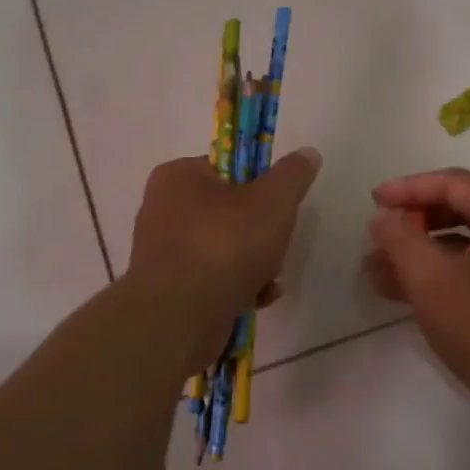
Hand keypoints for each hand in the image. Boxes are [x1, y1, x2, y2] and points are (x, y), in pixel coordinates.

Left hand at [125, 149, 322, 368]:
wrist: (181, 316)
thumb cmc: (225, 246)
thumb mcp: (272, 202)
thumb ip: (292, 175)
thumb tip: (308, 153)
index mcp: (177, 177)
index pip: (226, 168)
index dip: (259, 185)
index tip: (279, 206)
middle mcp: (162, 210)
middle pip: (229, 212)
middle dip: (261, 233)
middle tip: (275, 246)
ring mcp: (163, 253)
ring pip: (223, 249)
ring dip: (254, 264)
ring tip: (268, 279)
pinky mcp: (168, 290)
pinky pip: (212, 280)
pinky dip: (237, 287)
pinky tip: (257, 299)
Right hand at [364, 168, 469, 433]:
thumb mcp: (432, 278)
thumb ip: (401, 239)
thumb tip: (383, 218)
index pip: (453, 183)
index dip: (409, 188)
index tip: (374, 202)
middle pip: (459, 210)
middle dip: (413, 223)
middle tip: (377, 237)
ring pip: (463, 246)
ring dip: (419, 254)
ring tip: (375, 271)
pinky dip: (438, 277)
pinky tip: (402, 294)